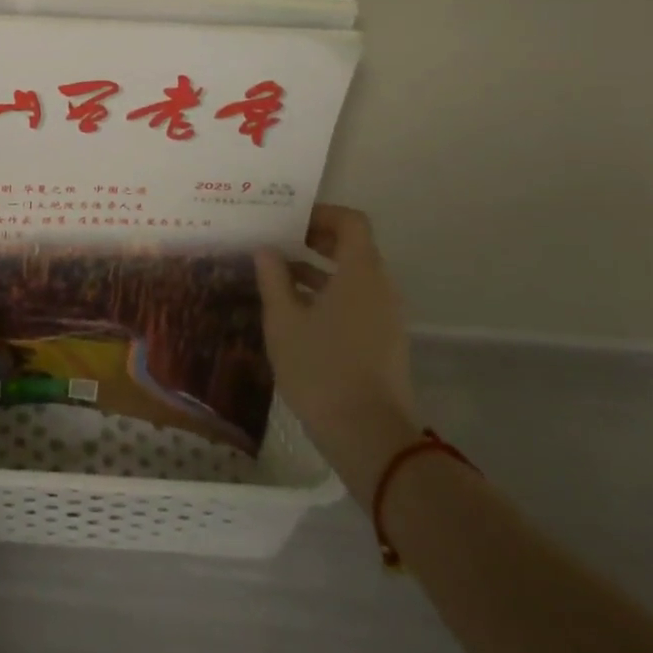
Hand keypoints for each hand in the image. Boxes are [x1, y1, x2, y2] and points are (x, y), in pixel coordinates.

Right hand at [254, 204, 421, 494]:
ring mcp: (386, 317)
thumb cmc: (322, 369)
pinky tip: (295, 313)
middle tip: (277, 243)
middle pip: (353, 247)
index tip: (288, 221)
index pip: (351, 221)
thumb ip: (273, 278)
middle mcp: (380, 287)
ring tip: (277, 277)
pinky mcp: (384, 342)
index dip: (320, 214)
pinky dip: (329, 295)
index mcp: (361, 272)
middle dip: (314, 241)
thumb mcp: (284, 321)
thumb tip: (267, 250)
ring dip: (318, 270)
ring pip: (353, 277)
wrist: (370, 438)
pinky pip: (357, 301)